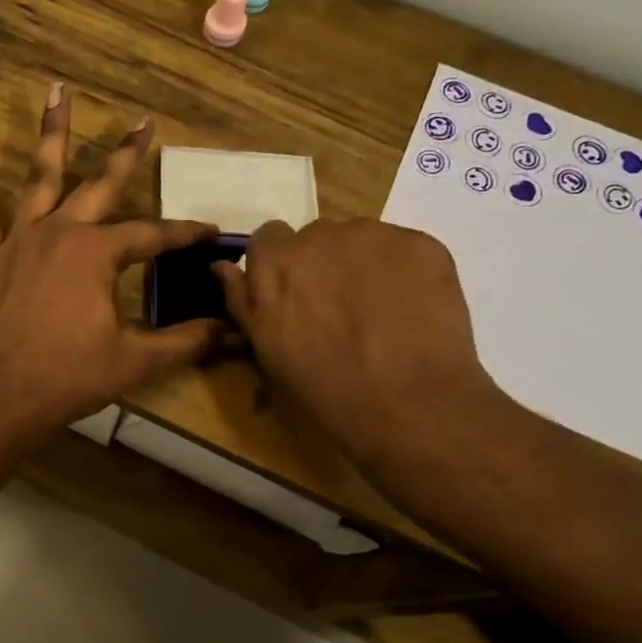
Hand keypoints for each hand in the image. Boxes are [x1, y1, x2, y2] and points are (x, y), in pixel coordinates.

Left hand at [0, 86, 223, 434]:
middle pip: (100, 184)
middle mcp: (60, 232)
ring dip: (51, 134)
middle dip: (126, 154)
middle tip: (142, 122)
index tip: (209, 233)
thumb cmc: (70, 376)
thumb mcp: (136, 359)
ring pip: (39, 178)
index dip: (184, 234)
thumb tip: (232, 332)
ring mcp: (19, 240)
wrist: (1, 395)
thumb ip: (185, 340)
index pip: (152, 235)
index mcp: (97, 253)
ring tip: (56, 91)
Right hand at [214, 219, 495, 455]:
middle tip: (340, 309)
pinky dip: (405, 272)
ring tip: (381, 312)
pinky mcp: (420, 243)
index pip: (268, 238)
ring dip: (363, 265)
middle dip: (324, 264)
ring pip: (361, 241)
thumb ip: (241, 301)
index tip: (296, 295)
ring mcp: (373, 236)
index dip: (282, 266)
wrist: (407, 406)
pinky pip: (404, 249)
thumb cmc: (324, 389)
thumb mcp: (266, 351)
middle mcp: (318, 236)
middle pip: (316, 237)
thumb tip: (221, 267)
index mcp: (274, 263)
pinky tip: (412, 310)